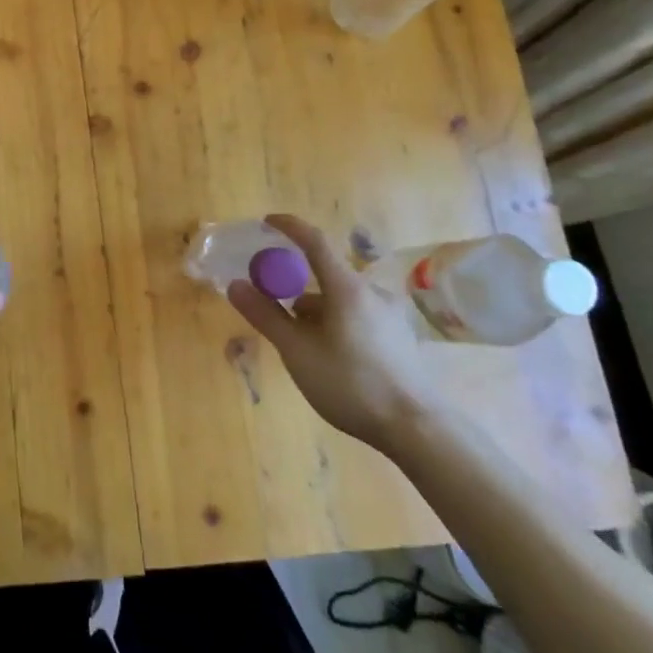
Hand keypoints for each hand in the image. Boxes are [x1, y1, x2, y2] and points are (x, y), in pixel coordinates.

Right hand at [227, 214, 441, 453]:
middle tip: (274, 309)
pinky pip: (357, 315)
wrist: (417, 429)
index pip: (315, 241)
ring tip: (299, 345)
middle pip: (325, 276)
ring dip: (315, 311)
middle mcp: (372, 293)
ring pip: (341, 299)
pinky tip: (329, 357)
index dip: (290, 227)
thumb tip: (236, 285)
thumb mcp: (297, 351)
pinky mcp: (399, 337)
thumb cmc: (351, 384)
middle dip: (296, 288)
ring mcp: (390, 315)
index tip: (267, 223)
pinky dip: (334, 323)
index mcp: (348, 288)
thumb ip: (265, 315)